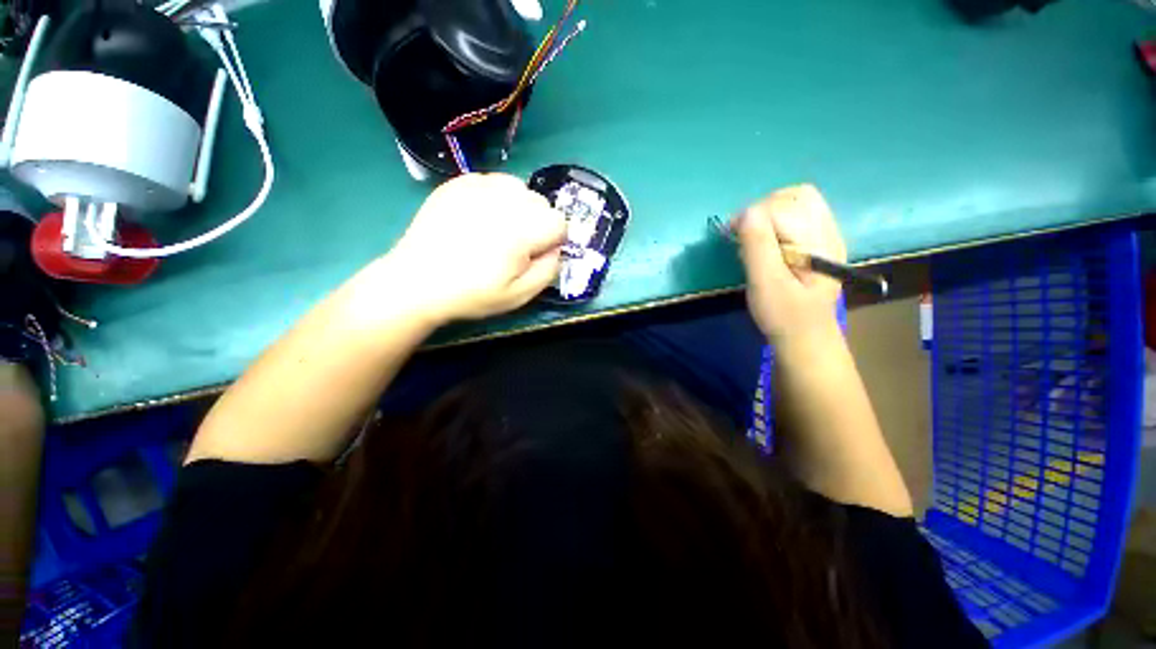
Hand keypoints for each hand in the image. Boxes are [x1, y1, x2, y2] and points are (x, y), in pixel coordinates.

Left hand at [382, 173, 566, 323]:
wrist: (418, 281)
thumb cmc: (472, 293)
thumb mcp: (520, 295)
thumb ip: (549, 269)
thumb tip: (556, 248)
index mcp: (521, 230)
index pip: (559, 222)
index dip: (552, 241)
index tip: (534, 255)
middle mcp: (503, 200)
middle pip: (541, 203)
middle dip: (537, 223)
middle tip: (514, 246)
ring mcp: (478, 186)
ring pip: (519, 188)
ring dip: (518, 207)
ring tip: (498, 229)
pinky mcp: (458, 183)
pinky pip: (493, 182)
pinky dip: (495, 197)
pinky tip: (479, 218)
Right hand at [736, 184, 845, 346]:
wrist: (804, 339)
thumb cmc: (783, 315)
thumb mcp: (765, 283)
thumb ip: (757, 246)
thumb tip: (746, 212)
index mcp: (818, 243)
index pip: (782, 207)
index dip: (752, 215)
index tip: (730, 235)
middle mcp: (828, 233)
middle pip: (797, 195)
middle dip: (763, 208)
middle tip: (743, 233)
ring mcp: (826, 236)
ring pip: (799, 201)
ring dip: (769, 212)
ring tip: (753, 236)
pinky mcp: (818, 244)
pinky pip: (799, 215)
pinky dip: (777, 220)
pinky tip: (766, 241)